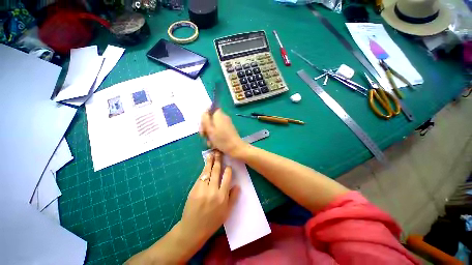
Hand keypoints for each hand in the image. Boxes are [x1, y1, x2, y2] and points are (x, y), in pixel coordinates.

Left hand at [180, 151, 239, 244]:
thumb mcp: (226, 212)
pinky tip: (205, 166)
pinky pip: (200, 177)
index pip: (226, 178)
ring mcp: (202, 189)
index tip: (228, 165)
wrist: (193, 229)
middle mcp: (212, 190)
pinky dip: (203, 170)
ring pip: (207, 172)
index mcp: (222, 196)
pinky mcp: (193, 189)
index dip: (228, 170)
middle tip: (218, 152)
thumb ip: (233, 197)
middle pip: (216, 171)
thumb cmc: (212, 221)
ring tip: (211, 154)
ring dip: (209, 162)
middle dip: (218, 161)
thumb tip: (237, 185)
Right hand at [200, 109, 247, 157]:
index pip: (210, 109)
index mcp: (219, 115)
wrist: (236, 148)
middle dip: (206, 127)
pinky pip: (219, 131)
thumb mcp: (210, 129)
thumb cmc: (221, 139)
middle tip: (204, 136)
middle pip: (211, 119)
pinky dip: (215, 136)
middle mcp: (223, 117)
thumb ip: (205, 119)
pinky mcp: (229, 130)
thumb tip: (203, 112)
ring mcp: (227, 124)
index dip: (204, 116)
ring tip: (210, 143)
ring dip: (210, 134)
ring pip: (214, 126)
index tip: (202, 125)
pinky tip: (215, 144)